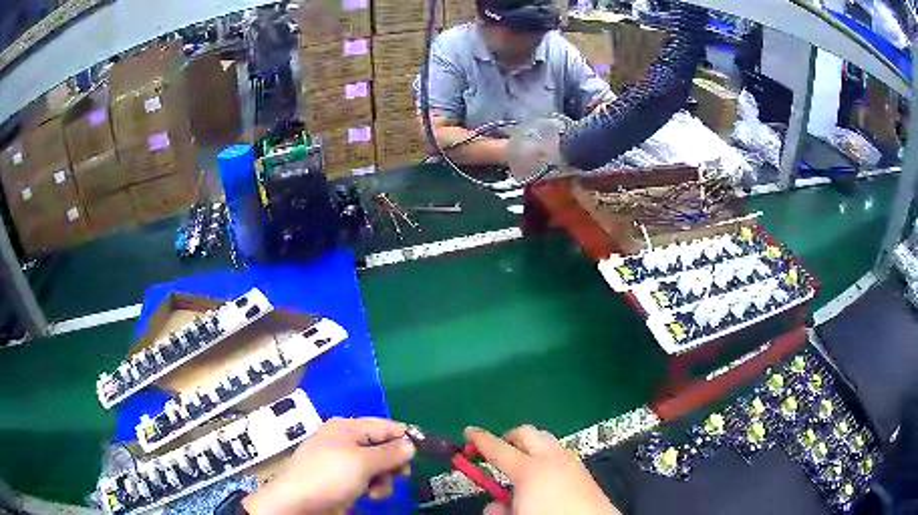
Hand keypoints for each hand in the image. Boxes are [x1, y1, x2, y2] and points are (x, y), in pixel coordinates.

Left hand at [243, 417, 414, 514]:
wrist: (298, 504)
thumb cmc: (329, 476)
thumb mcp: (362, 463)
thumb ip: (390, 453)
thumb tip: (411, 443)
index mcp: (347, 428)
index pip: (384, 425)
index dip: (404, 436)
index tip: (424, 450)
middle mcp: (345, 441)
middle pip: (382, 447)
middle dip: (393, 462)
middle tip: (402, 474)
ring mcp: (342, 462)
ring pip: (377, 466)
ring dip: (383, 479)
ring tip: (377, 490)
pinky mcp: (341, 481)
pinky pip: (366, 480)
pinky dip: (372, 487)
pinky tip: (369, 496)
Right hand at [465, 425, 618, 514]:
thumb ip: (499, 509)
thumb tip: (496, 505)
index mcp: (530, 469)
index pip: (498, 448)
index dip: (479, 439)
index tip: (467, 432)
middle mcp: (552, 458)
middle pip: (527, 433)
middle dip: (508, 437)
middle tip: (496, 452)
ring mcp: (572, 462)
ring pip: (546, 441)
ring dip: (529, 447)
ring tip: (520, 469)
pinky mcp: (584, 472)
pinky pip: (560, 454)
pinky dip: (546, 458)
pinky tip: (544, 480)